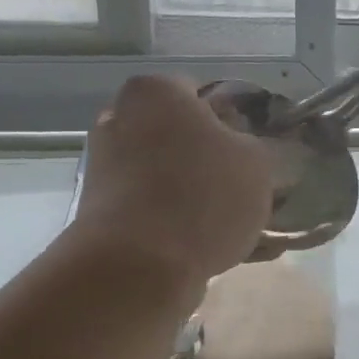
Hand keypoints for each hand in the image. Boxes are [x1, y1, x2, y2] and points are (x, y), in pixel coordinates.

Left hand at [64, 75, 272, 300]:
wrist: (138, 266)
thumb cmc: (203, 195)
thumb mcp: (256, 162)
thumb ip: (253, 144)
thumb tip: (239, 148)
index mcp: (156, 92)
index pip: (202, 93)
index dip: (234, 120)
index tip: (253, 149)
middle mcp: (120, 119)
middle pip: (181, 136)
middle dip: (211, 159)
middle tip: (247, 188)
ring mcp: (105, 167)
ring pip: (169, 175)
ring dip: (198, 195)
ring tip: (239, 228)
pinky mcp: (102, 212)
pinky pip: (154, 210)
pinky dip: (180, 224)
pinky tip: (218, 249)